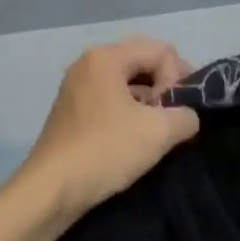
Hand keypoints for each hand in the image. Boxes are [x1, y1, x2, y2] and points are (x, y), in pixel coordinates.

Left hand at [21, 36, 200, 219]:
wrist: (53, 189)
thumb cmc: (107, 151)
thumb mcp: (160, 131)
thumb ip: (186, 115)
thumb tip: (186, 117)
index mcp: (106, 58)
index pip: (161, 51)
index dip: (179, 79)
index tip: (177, 111)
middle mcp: (88, 64)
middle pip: (143, 62)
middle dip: (166, 87)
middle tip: (176, 116)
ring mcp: (76, 87)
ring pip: (127, 82)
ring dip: (149, 101)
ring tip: (158, 130)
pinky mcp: (72, 111)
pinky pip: (111, 99)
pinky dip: (130, 111)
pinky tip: (135, 138)